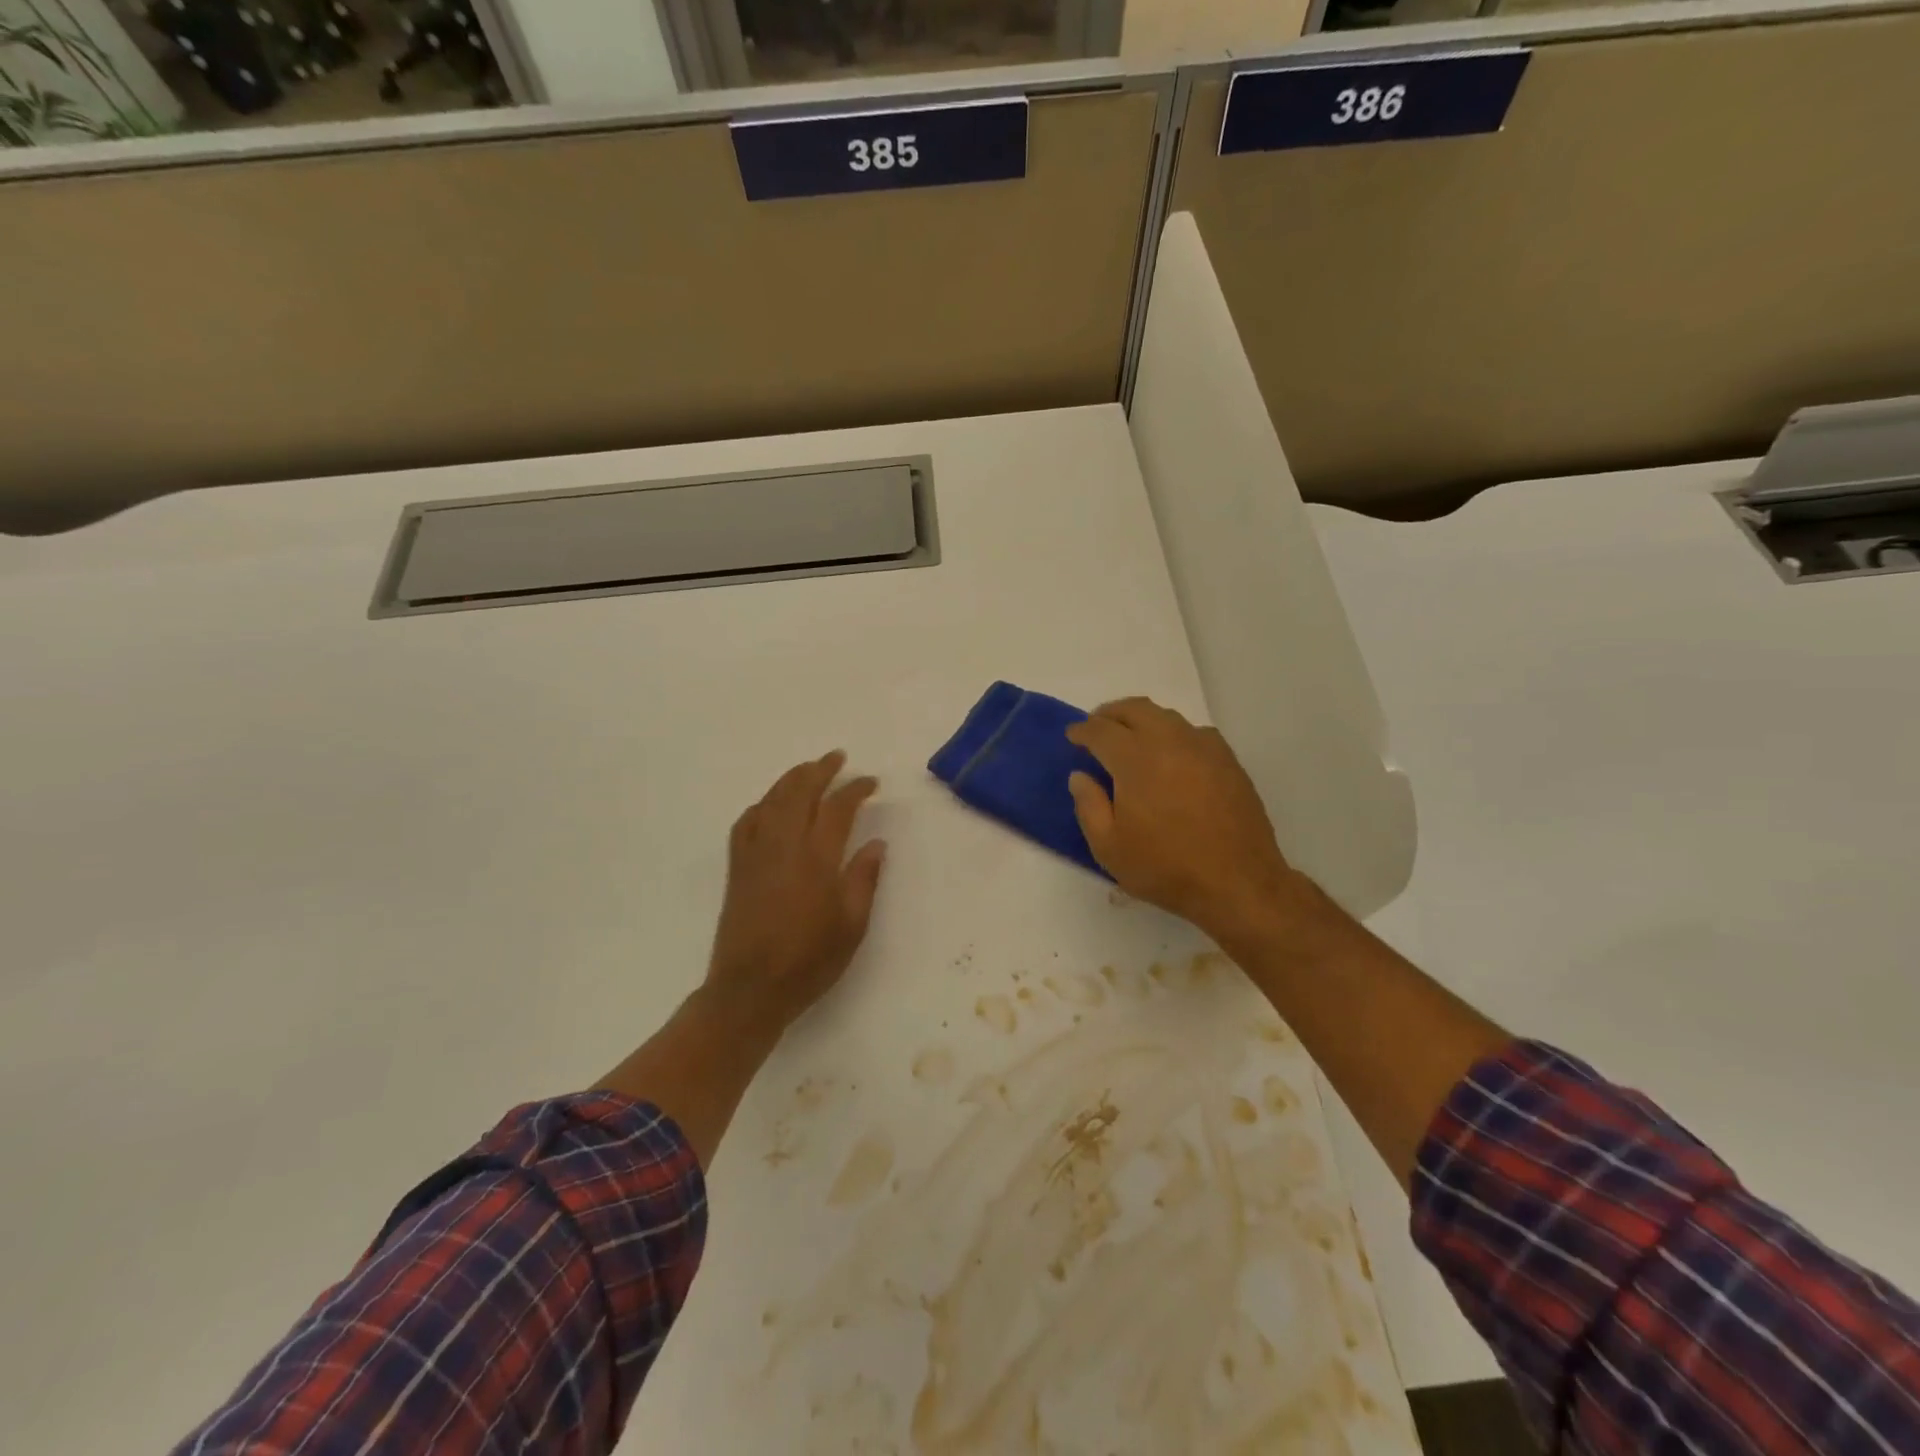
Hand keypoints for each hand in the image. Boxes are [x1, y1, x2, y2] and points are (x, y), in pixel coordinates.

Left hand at [702, 750, 887, 1039]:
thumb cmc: (809, 961)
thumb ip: (864, 879)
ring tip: (808, 769)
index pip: (837, 808)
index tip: (870, 782)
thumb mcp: (852, 926)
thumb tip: (876, 843)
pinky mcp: (738, 867)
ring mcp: (755, 854)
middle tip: (837, 758)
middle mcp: (783, 846)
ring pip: (772, 801)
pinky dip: (762, 805)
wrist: (750, 990)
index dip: (855, 789)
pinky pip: (747, 822)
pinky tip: (770, 804)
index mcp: (817, 859)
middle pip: (800, 792)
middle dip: (820, 770)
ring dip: (791, 779)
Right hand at [1066, 698, 1303, 949]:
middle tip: (1097, 728)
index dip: (1082, 730)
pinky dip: (1172, 734)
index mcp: (1136, 759)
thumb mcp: (1109, 847)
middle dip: (1110, 714)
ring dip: (1141, 720)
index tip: (1072, 736)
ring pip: (1165, 716)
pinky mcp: (1227, 760)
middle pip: (1134, 709)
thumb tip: (1080, 776)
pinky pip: (1193, 732)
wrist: (1238, 883)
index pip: (1101, 730)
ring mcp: (1204, 747)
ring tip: (1130, 739)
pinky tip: (1170, 755)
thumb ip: (1088, 805)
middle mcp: (1170, 741)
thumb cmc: (1165, 868)